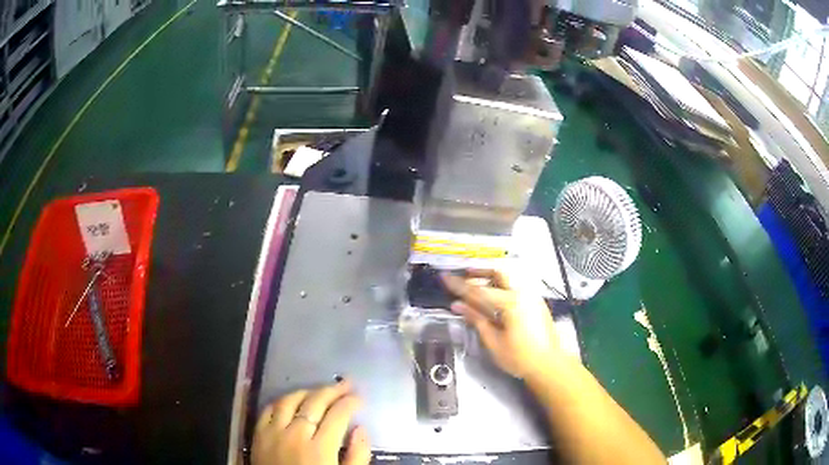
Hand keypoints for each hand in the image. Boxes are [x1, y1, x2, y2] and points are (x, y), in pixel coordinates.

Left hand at [252, 381, 370, 464]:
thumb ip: (357, 457)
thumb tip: (361, 430)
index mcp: (319, 448)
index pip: (338, 414)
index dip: (351, 402)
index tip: (359, 397)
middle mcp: (295, 434)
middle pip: (315, 402)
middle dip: (333, 390)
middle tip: (345, 384)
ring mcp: (273, 432)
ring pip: (289, 401)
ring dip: (307, 391)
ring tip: (320, 390)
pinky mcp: (258, 435)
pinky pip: (267, 409)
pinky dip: (280, 401)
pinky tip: (290, 401)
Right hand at [442, 269, 560, 378]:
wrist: (549, 365)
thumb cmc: (519, 357)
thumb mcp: (493, 341)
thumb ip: (476, 319)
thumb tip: (457, 305)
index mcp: (510, 302)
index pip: (478, 290)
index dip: (459, 285)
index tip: (445, 277)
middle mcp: (523, 293)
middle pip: (498, 274)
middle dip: (479, 272)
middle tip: (462, 275)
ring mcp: (532, 297)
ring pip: (508, 280)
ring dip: (490, 280)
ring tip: (476, 287)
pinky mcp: (537, 303)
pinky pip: (516, 288)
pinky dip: (502, 288)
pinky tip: (494, 299)